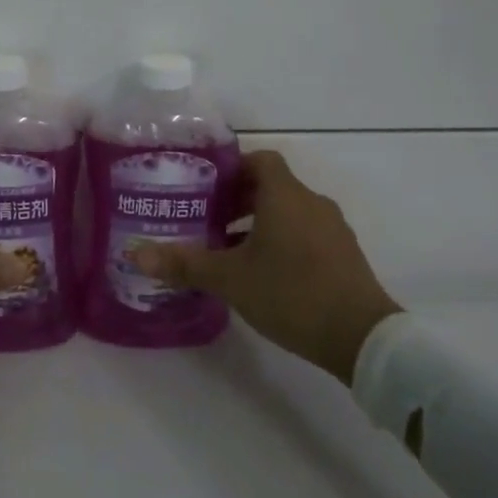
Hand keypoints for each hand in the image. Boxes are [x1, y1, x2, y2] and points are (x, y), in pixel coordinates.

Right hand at [132, 150, 400, 383]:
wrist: (362, 337)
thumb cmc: (291, 293)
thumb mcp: (230, 279)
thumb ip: (184, 264)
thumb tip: (135, 254)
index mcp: (285, 196)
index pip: (259, 160)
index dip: (232, 168)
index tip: (206, 188)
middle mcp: (312, 203)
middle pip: (272, 186)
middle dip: (239, 200)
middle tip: (208, 220)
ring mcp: (333, 229)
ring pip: (289, 212)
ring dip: (260, 223)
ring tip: (229, 250)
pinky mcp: (344, 255)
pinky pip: (306, 233)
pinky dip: (282, 241)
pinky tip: (263, 273)